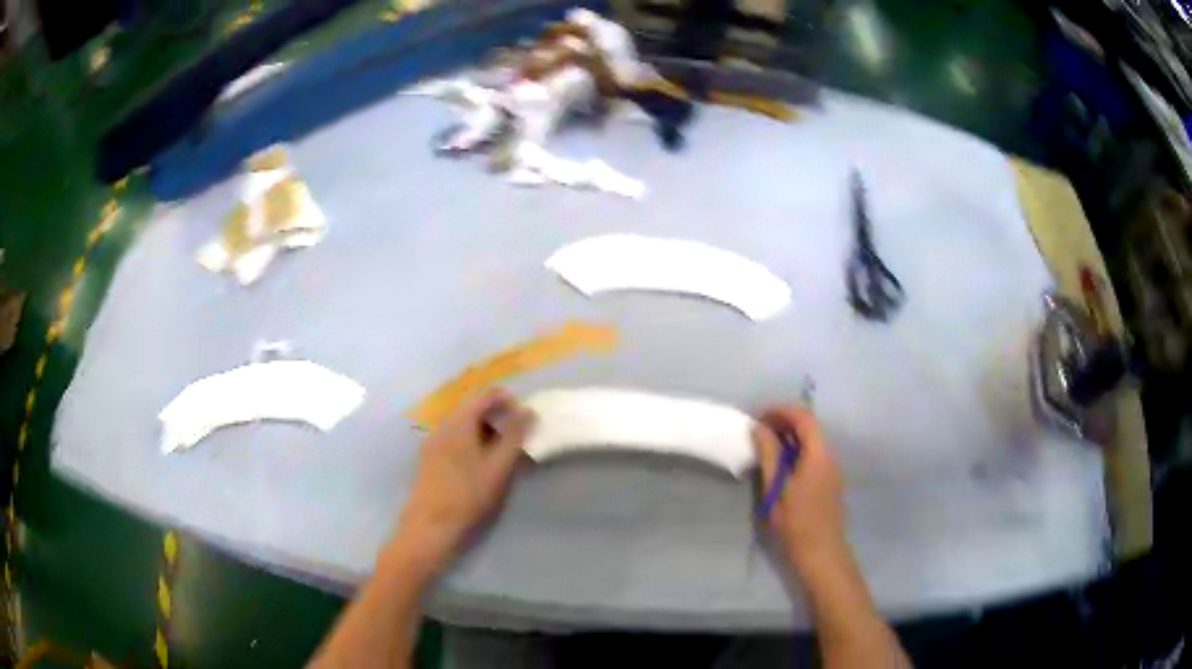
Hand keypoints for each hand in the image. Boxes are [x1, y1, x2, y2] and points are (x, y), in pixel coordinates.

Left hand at [390, 388, 534, 571]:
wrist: (430, 525)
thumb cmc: (468, 495)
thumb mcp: (498, 466)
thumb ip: (515, 436)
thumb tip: (528, 410)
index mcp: (459, 421)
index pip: (485, 394)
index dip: (508, 400)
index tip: (525, 419)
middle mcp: (443, 424)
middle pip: (473, 407)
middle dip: (498, 417)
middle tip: (517, 439)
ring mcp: (433, 440)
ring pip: (463, 424)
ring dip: (486, 430)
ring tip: (502, 454)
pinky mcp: (430, 456)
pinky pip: (454, 437)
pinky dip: (472, 441)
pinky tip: (480, 465)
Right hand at [753, 405, 846, 567]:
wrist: (821, 554)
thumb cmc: (796, 523)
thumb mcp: (776, 489)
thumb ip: (769, 455)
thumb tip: (759, 427)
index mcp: (819, 454)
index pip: (803, 417)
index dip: (780, 411)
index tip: (757, 419)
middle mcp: (829, 455)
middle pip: (809, 426)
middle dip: (783, 422)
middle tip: (757, 433)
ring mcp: (831, 469)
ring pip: (811, 441)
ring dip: (788, 438)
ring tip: (764, 449)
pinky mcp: (828, 481)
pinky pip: (813, 455)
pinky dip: (795, 452)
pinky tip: (779, 468)